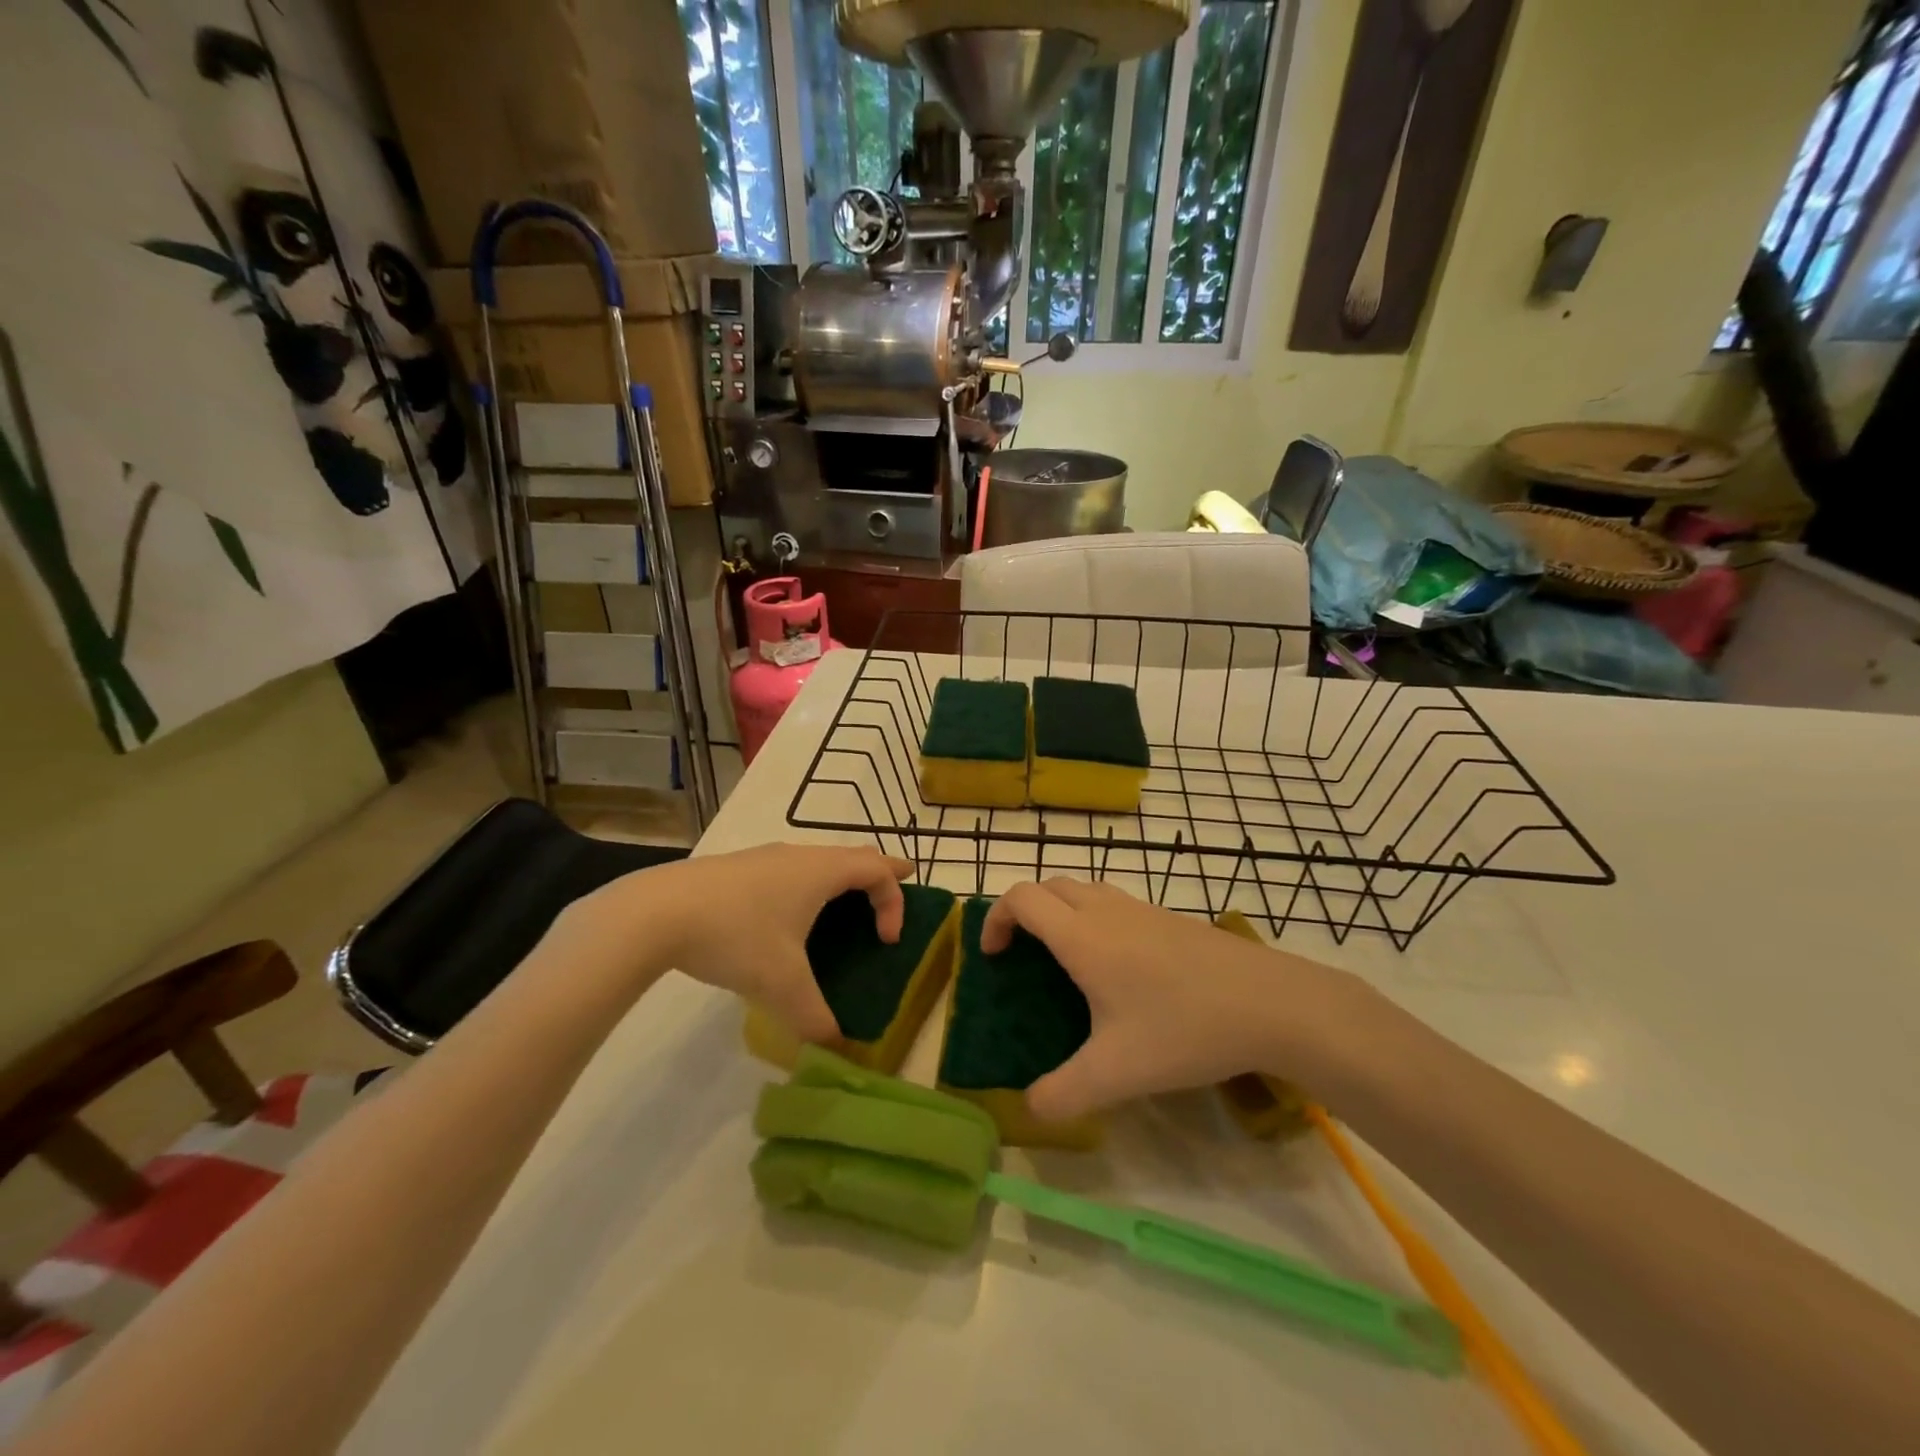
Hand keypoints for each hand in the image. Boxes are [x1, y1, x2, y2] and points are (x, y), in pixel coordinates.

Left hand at [559, 844, 911, 1042]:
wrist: (656, 912)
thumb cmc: (735, 936)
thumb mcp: (780, 984)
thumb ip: (813, 1018)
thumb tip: (834, 1048)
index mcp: (821, 871)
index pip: (877, 869)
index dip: (894, 901)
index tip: (887, 940)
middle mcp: (800, 855)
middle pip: (853, 855)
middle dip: (878, 874)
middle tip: (896, 887)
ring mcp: (766, 858)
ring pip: (818, 860)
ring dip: (839, 880)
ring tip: (840, 907)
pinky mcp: (738, 868)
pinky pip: (789, 870)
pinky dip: (806, 886)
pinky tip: (783, 919)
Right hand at [981, 879, 1355, 1121]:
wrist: (1270, 1002)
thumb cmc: (1184, 1028)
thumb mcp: (1117, 1073)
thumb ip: (1064, 1093)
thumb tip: (1030, 1107)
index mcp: (1082, 936)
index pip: (1021, 898)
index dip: (995, 919)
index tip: (994, 956)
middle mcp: (1106, 910)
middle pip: (1049, 886)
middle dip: (1025, 912)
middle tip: (1023, 955)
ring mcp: (1142, 909)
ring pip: (1084, 890)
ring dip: (1061, 911)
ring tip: (1065, 960)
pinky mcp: (1170, 918)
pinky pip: (1115, 903)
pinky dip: (1094, 918)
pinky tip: (1118, 969)